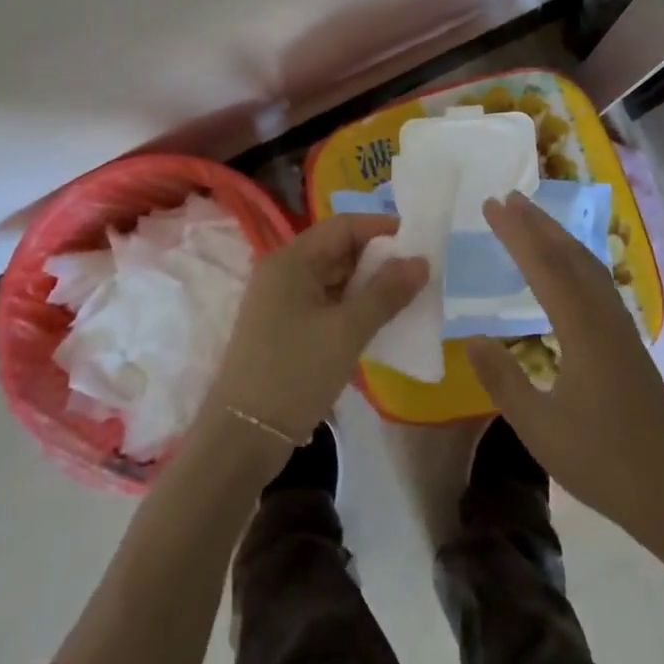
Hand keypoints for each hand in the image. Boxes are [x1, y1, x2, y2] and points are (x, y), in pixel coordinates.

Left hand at [208, 215, 427, 444]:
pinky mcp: (283, 328)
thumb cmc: (295, 373)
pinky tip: (378, 322)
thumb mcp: (347, 331)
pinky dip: (351, 307)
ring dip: (367, 285)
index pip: (343, 226)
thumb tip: (420, 261)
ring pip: (332, 279)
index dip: (381, 229)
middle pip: (337, 250)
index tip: (419, 241)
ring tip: (406, 297)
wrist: (243, 436)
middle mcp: (283, 272)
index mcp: (292, 260)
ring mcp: (280, 301)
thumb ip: (386, 293)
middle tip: (419, 273)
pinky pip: (324, 304)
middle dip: (378, 259)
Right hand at [467, 193, 663, 586]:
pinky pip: (597, 282)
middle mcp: (604, 317)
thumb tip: (473, 337)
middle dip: (538, 223)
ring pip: (588, 266)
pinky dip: (574, 259)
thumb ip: (504, 379)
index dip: (515, 234)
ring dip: (558, 237)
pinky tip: (566, 268)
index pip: (543, 267)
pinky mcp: (627, 341)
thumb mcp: (540, 428)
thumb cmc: (603, 462)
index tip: (490, 205)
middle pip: (570, 256)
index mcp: (582, 330)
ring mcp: (620, 327)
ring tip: (532, 219)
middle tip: (508, 198)